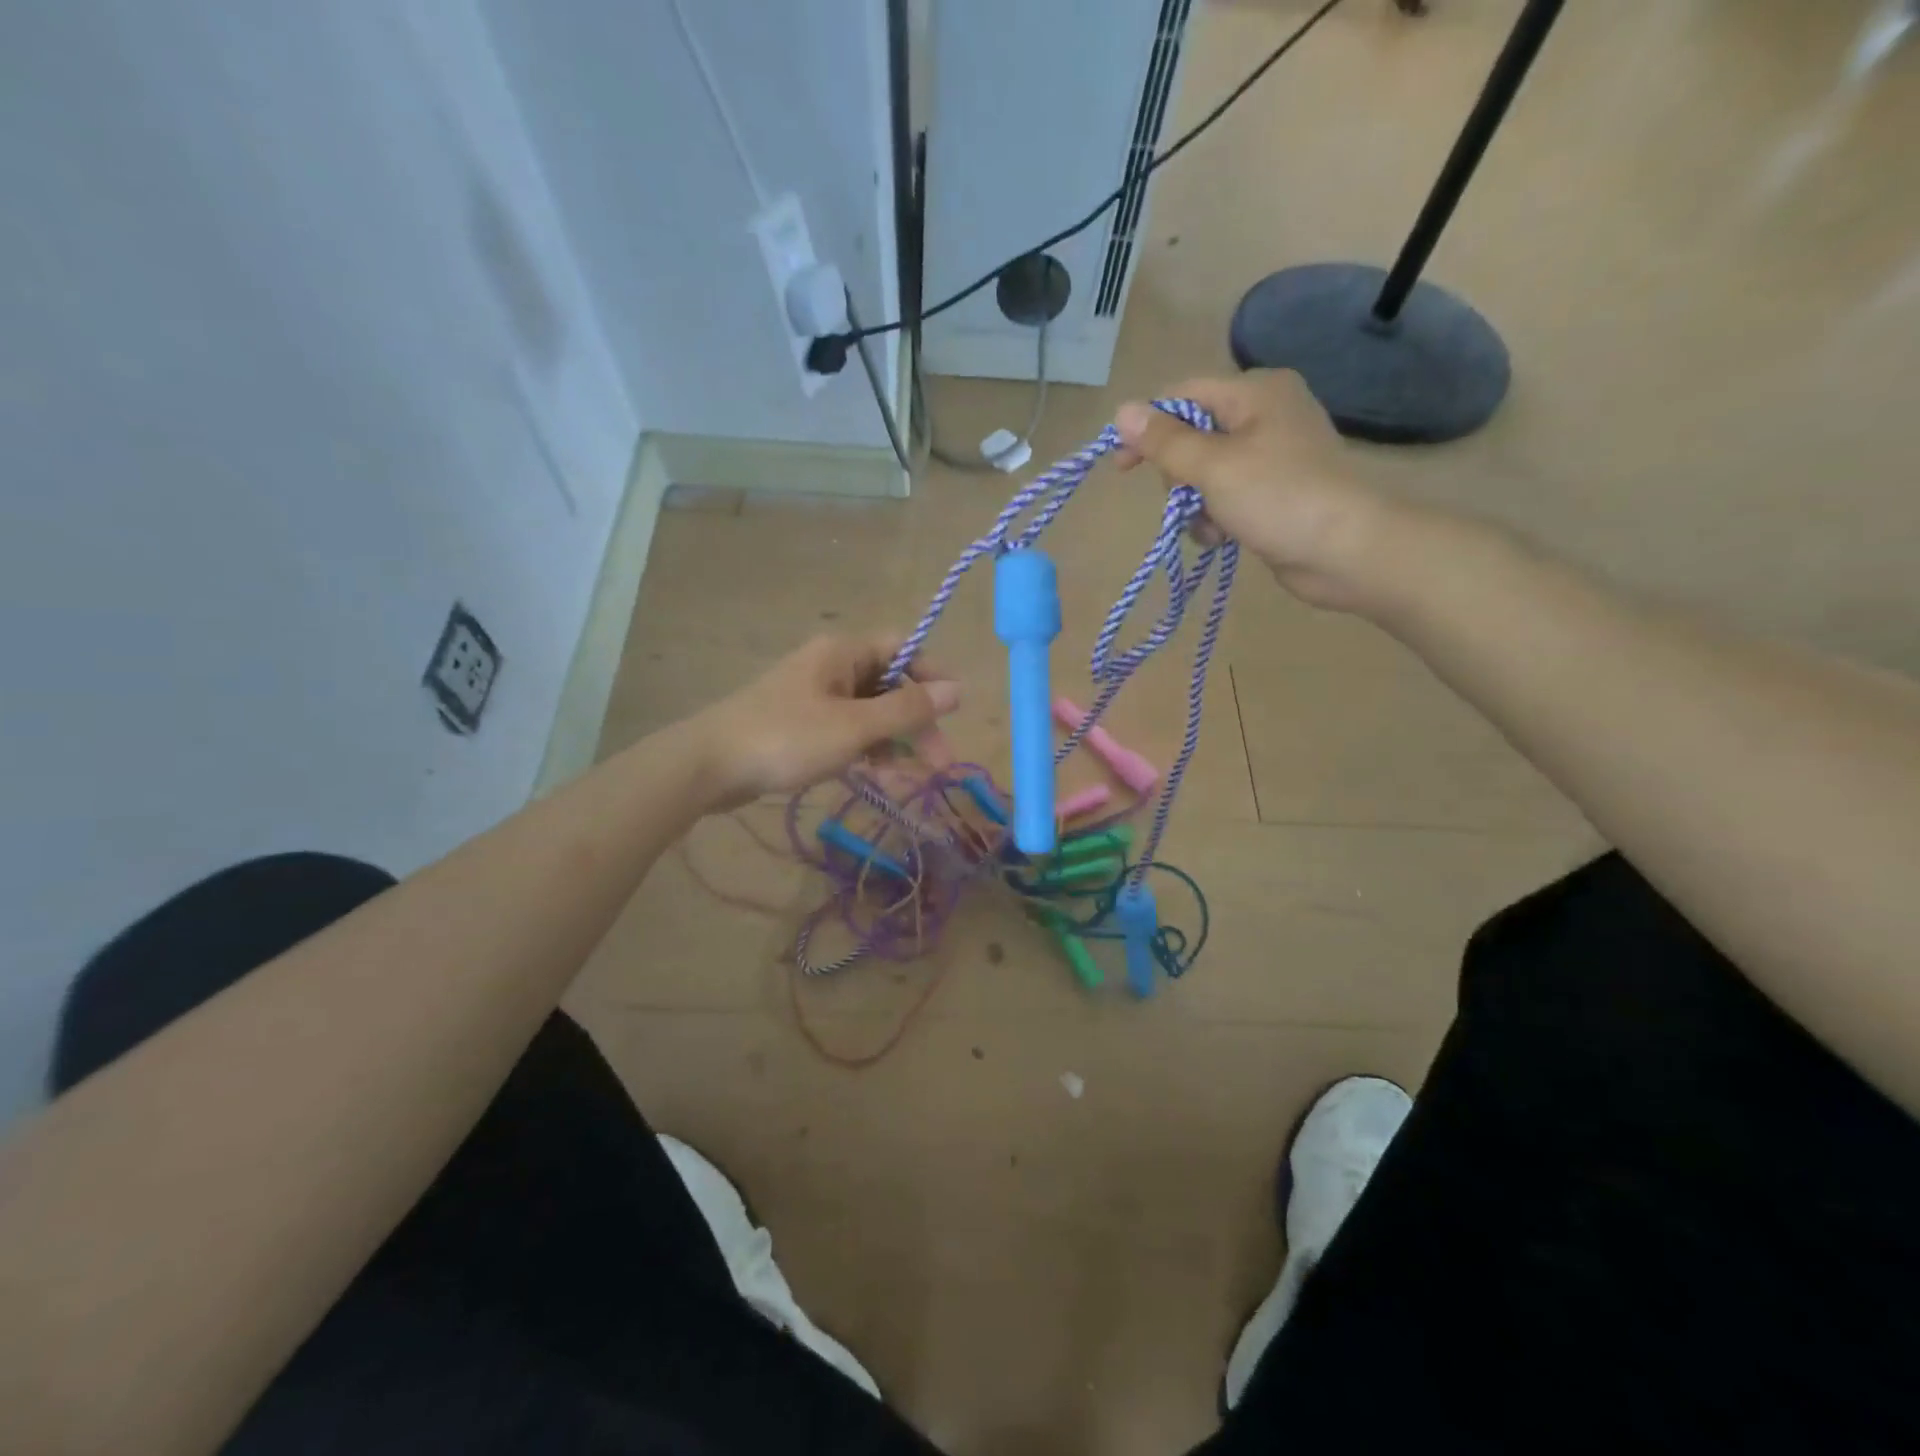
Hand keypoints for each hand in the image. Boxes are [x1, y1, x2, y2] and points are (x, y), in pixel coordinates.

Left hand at [691, 634, 959, 807]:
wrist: (709, 766)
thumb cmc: (786, 738)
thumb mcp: (854, 726)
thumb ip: (906, 710)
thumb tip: (958, 689)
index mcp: (842, 654)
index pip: (902, 650)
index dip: (933, 675)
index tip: (955, 710)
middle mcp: (830, 668)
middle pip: (888, 686)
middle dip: (916, 722)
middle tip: (939, 761)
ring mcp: (814, 698)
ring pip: (869, 714)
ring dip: (894, 742)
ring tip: (913, 778)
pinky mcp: (801, 727)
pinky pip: (846, 732)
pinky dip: (866, 750)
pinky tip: (879, 776)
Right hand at [1114, 371, 1394, 612]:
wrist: (1344, 551)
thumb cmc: (1278, 496)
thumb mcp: (1212, 466)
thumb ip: (1165, 441)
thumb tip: (1122, 411)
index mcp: (1255, 392)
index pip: (1183, 395)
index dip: (1147, 427)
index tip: (1121, 467)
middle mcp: (1264, 416)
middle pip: (1192, 436)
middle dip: (1178, 476)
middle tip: (1184, 499)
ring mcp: (1271, 457)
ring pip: (1205, 474)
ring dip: (1195, 505)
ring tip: (1210, 526)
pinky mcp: (1274, 493)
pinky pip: (1225, 498)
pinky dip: (1215, 518)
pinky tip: (1222, 538)